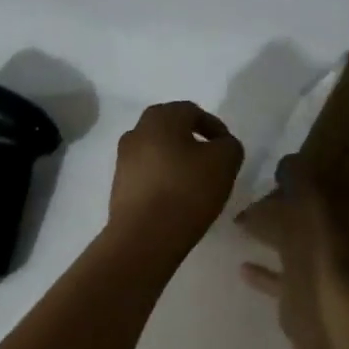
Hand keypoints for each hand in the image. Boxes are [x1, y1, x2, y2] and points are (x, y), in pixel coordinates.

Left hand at [105, 101, 244, 263]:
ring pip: (157, 150)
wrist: (144, 237)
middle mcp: (136, 131)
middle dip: (192, 140)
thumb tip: (220, 145)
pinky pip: (146, 172)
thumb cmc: (186, 191)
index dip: (214, 127)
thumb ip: (229, 145)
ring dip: (176, 159)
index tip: (227, 149)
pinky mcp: (118, 184)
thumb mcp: (225, 162)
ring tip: (194, 182)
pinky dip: (162, 178)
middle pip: (170, 127)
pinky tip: (175, 197)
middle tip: (211, 161)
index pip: (192, 111)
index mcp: (160, 118)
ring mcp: (123, 158)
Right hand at [237, 156, 348, 348]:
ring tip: (243, 224)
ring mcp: (330, 272)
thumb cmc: (322, 245)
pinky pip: (284, 278)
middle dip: (288, 206)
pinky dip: (265, 272)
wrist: (324, 311)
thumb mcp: (308, 196)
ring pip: (298, 245)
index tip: (282, 172)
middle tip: (257, 196)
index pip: (334, 185)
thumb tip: (288, 161)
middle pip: (315, 217)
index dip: (309, 176)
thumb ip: (298, 175)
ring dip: (273, 235)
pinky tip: (243, 266)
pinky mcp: (309, 297)